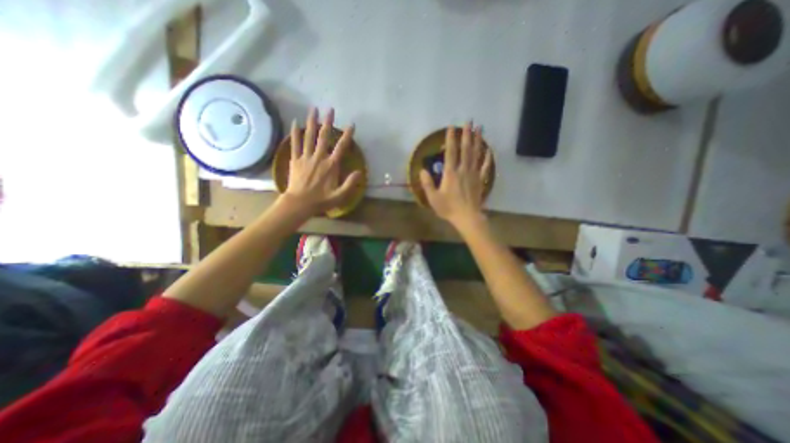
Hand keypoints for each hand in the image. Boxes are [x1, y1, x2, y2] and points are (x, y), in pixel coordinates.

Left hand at [280, 107, 359, 215]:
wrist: (299, 203)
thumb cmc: (321, 200)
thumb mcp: (340, 196)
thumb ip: (350, 183)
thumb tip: (360, 172)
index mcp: (331, 166)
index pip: (341, 147)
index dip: (347, 135)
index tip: (351, 125)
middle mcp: (319, 158)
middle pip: (324, 137)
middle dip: (328, 122)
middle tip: (330, 109)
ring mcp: (306, 157)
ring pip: (309, 136)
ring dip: (312, 122)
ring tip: (313, 109)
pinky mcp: (295, 160)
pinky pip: (295, 144)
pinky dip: (295, 133)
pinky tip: (295, 122)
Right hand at [418, 120, 491, 228]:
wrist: (467, 217)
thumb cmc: (448, 208)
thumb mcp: (433, 197)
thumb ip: (427, 183)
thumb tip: (422, 170)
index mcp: (450, 173)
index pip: (450, 152)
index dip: (450, 139)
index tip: (452, 127)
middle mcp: (463, 169)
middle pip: (465, 149)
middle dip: (467, 134)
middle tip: (469, 121)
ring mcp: (473, 174)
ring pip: (476, 154)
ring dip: (478, 140)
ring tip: (480, 128)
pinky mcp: (480, 180)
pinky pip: (485, 166)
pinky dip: (488, 157)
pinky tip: (489, 150)